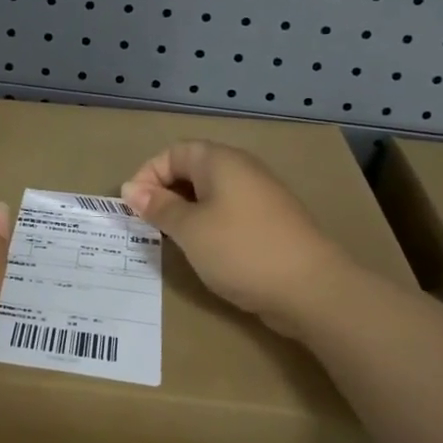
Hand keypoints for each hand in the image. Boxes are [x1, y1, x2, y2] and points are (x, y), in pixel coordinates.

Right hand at [121, 141, 346, 336]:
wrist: (312, 289)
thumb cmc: (241, 250)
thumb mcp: (189, 229)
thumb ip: (158, 207)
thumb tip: (130, 189)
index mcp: (220, 161)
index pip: (172, 153)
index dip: (147, 176)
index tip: (133, 208)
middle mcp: (242, 169)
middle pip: (192, 170)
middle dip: (165, 194)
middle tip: (148, 225)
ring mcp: (261, 195)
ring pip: (211, 194)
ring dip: (186, 212)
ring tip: (172, 240)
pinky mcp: (272, 222)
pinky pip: (229, 212)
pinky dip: (209, 225)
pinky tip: (205, 251)